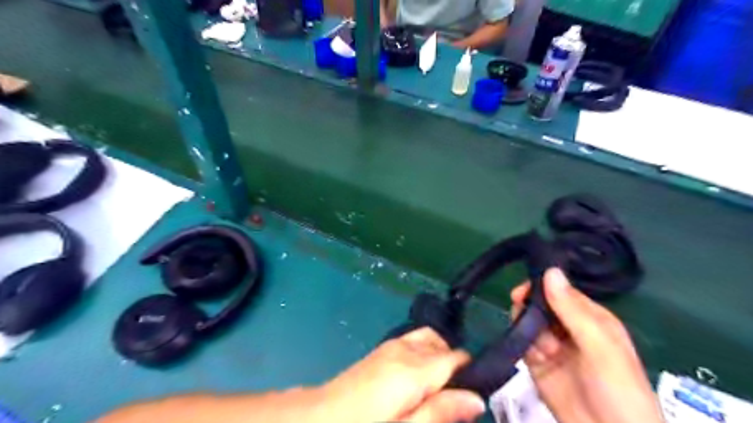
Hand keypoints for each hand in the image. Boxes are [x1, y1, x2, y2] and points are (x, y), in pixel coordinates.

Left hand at [319, 327, 484, 422]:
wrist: (320, 416)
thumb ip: (441, 412)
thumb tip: (477, 399)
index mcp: (414, 369)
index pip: (456, 357)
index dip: (470, 373)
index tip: (472, 394)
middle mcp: (405, 349)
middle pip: (442, 344)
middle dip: (454, 364)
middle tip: (451, 397)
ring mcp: (391, 346)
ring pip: (427, 338)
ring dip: (439, 355)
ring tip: (435, 388)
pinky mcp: (381, 350)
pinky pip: (412, 341)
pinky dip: (423, 352)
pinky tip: (416, 378)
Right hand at [511, 269, 663, 421]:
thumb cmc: (617, 388)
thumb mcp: (599, 345)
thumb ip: (572, 309)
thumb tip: (550, 270)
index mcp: (590, 317)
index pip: (559, 291)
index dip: (540, 287)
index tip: (521, 292)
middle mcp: (569, 327)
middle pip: (539, 305)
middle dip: (531, 311)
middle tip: (527, 320)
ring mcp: (552, 345)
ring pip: (528, 323)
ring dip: (530, 333)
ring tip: (545, 352)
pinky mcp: (537, 363)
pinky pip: (523, 344)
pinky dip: (525, 348)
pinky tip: (537, 360)